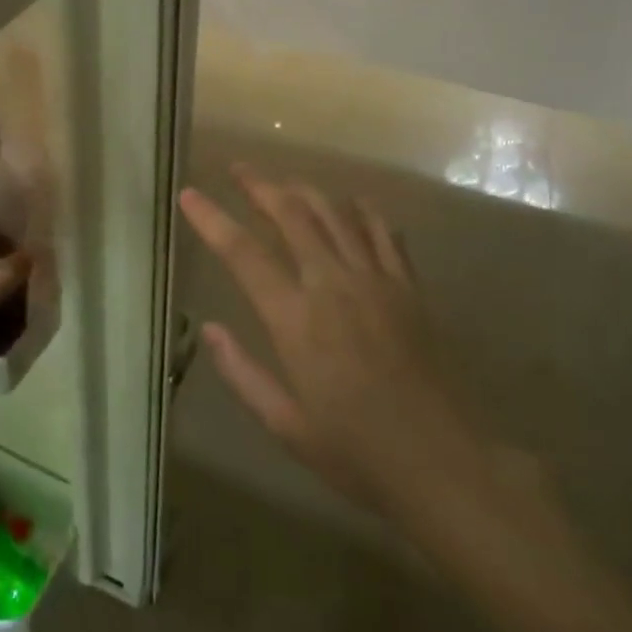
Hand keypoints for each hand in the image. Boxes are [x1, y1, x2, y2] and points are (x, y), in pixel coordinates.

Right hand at [180, 167, 498, 516]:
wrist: (442, 462)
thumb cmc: (356, 452)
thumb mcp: (285, 425)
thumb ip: (242, 373)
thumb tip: (209, 329)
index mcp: (295, 319)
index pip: (243, 253)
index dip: (212, 219)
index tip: (189, 194)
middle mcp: (332, 284)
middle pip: (291, 214)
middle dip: (259, 186)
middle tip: (238, 169)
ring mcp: (375, 279)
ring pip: (334, 213)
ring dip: (304, 189)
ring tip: (284, 182)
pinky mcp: (408, 286)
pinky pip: (382, 231)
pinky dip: (361, 210)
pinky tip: (350, 204)